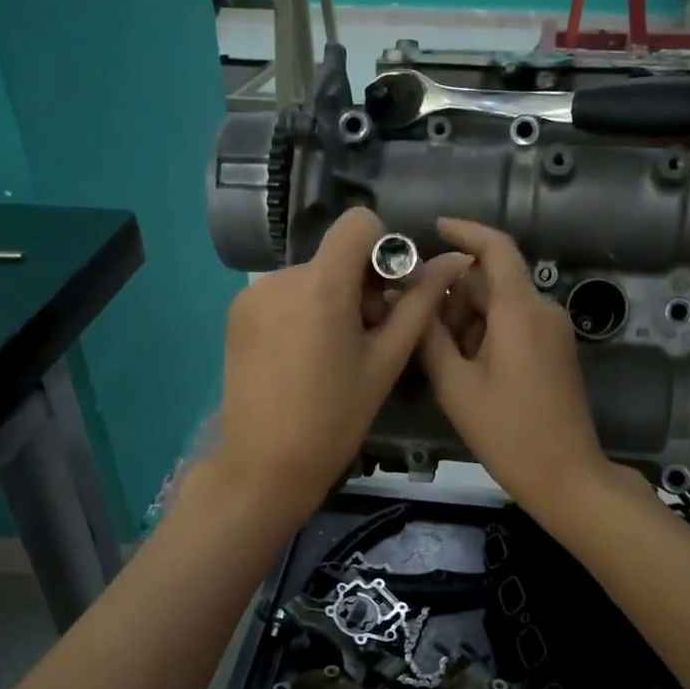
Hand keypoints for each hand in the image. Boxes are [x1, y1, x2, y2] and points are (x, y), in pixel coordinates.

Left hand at [210, 209, 471, 523]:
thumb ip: (419, 304)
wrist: (265, 466)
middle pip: (334, 256)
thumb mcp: (386, 361)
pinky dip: (299, 313)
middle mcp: (280, 276)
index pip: (359, 223)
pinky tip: (300, 358)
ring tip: (330, 356)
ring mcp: (252, 294)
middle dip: (358, 285)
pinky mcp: (235, 314)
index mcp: (322, 285)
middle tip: (364, 340)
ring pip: (309, 277)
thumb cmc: (336, 418)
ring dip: (328, 301)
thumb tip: (454, 260)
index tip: (386, 294)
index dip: (382, 249)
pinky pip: (282, 295)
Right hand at [417, 218, 614, 516]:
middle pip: (492, 281)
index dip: (465, 232)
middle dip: (454, 294)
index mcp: (520, 311)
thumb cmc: (507, 432)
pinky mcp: (556, 351)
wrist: (566, 475)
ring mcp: (553, 332)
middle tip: (417, 326)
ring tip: (436, 355)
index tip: (434, 229)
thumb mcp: (455, 386)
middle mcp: (542, 310)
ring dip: (467, 318)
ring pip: (502, 305)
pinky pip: (515, 325)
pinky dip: (486, 333)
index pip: (496, 248)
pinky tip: (463, 366)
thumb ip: (431, 337)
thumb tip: (414, 302)